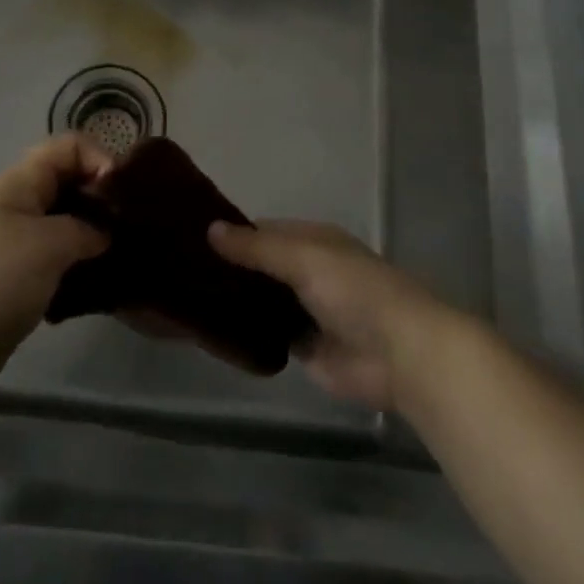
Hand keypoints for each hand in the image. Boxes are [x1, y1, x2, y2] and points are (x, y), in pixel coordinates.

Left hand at [0, 136, 110, 399]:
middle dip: (102, 199)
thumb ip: (86, 228)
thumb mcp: (48, 245)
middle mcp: (15, 206)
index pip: (68, 146)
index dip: (101, 159)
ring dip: (92, 236)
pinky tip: (98, 286)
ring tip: (122, 257)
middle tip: (133, 228)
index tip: (126, 195)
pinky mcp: (13, 281)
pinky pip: (55, 260)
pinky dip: (77, 267)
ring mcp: (12, 245)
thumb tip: (105, 233)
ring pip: (64, 225)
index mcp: (18, 184)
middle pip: (68, 183)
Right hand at [207, 220, 451, 409]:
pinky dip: (248, 333)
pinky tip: (214, 332)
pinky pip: (270, 334)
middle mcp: (310, 270)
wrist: (401, 354)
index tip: (191, 239)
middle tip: (183, 272)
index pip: (264, 230)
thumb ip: (257, 248)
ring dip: (238, 301)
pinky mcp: (307, 347)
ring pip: (264, 301)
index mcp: (314, 240)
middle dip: (231, 269)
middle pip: (262, 266)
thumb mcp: (303, 258)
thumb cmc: (355, 292)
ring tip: (189, 300)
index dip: (233, 233)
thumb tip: (210, 229)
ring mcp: (308, 310)